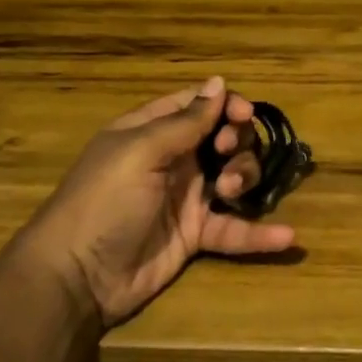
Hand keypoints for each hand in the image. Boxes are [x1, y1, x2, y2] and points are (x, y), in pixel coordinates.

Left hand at [22, 77, 295, 325]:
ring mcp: (187, 198)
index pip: (200, 105)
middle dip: (237, 140)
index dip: (227, 105)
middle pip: (225, 137)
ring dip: (244, 177)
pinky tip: (287, 237)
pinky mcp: (196, 236)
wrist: (75, 279)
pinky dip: (260, 234)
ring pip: (235, 175)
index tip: (244, 115)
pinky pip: (235, 228)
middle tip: (226, 154)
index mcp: (154, 131)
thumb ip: (185, 120)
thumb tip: (219, 82)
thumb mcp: (140, 152)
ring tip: (230, 191)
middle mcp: (175, 159)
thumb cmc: (103, 201)